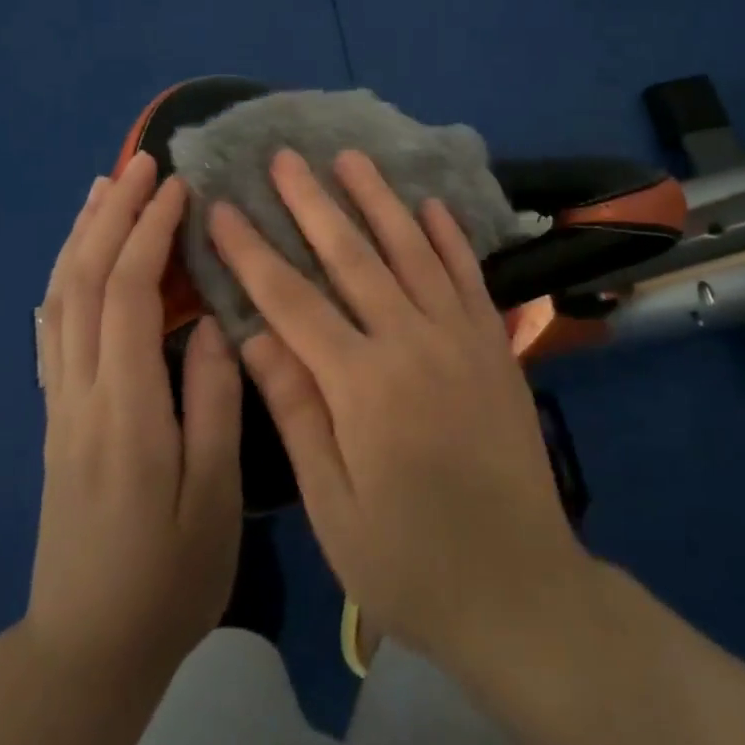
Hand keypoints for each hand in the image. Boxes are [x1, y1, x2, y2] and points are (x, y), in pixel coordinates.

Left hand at [28, 153, 243, 694]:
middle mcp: (81, 392)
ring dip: (82, 234)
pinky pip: (52, 326)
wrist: (85, 648)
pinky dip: (64, 274)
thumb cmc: (166, 577)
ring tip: (105, 185)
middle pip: (83, 282)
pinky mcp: (55, 414)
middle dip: (112, 214)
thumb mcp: (212, 500)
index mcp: (125, 409)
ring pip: (58, 298)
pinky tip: (77, 254)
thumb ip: (213, 404)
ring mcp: (59, 402)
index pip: (126, 295)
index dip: (148, 232)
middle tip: (141, 161)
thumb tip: (212, 322)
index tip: (177, 187)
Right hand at [208, 149, 584, 668]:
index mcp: (362, 385)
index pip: (292, 300)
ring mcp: (460, 336)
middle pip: (351, 256)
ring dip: (378, 199)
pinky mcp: (495, 343)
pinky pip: (467, 274)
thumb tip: (251, 334)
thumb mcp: (333, 503)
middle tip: (284, 157)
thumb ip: (297, 409)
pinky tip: (429, 204)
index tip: (223, 208)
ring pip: (411, 249)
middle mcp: (412, 342)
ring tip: (350, 156)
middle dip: (312, 202)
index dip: (252, 251)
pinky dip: (447, 235)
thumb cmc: (410, 561)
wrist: (520, 588)